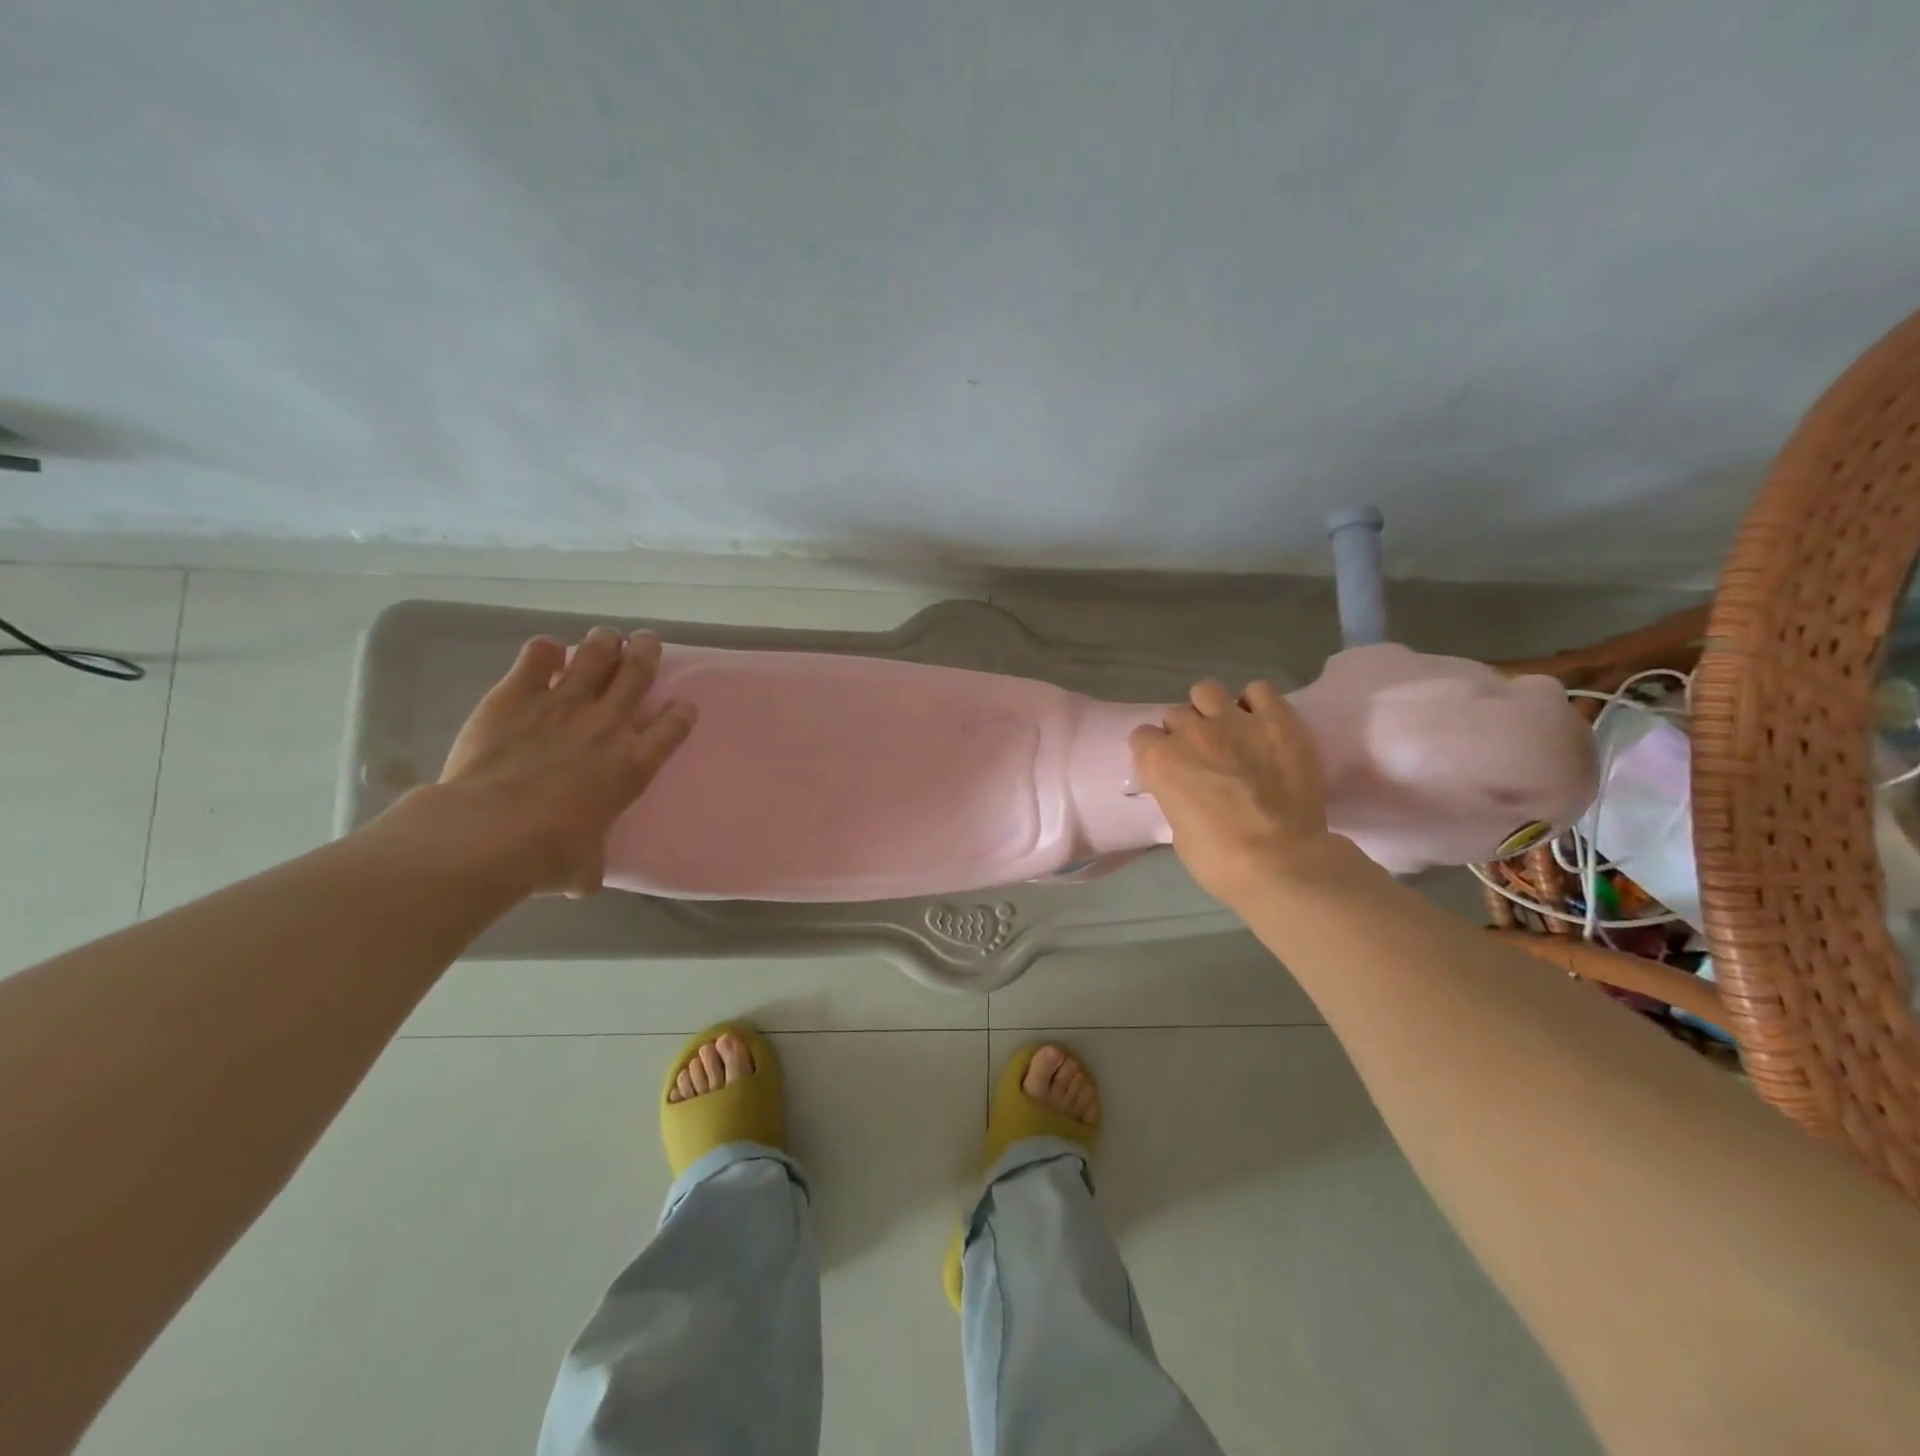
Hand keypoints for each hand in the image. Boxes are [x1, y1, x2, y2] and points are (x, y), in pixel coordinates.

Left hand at [427, 627, 696, 895]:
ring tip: (606, 638)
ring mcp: (564, 703)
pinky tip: (545, 655)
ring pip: (597, 653)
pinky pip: (538, 654)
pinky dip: (545, 651)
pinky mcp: (518, 693)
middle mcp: (608, 724)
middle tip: (646, 643)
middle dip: (647, 651)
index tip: (681, 707)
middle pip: (640, 671)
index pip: (675, 725)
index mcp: (634, 763)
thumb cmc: (548, 854)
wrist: (489, 832)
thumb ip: (590, 864)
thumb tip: (584, 880)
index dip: (682, 712)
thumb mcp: (583, 866)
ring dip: (605, 642)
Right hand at [1129, 679, 1336, 907]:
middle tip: (1203, 755)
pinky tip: (1262, 724)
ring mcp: (1234, 720)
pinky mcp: (1277, 719)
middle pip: (1176, 714)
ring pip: (1207, 691)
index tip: (1169, 769)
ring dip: (1212, 709)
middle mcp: (1190, 731)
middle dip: (1185, 732)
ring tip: (1229, 731)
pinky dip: (1257, 704)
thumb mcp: (1178, 830)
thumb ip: (1176, 795)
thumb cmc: (1219, 860)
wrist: (1281, 861)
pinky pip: (1260, 690)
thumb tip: (1189, 789)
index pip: (1142, 737)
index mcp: (1159, 760)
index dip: (1156, 753)